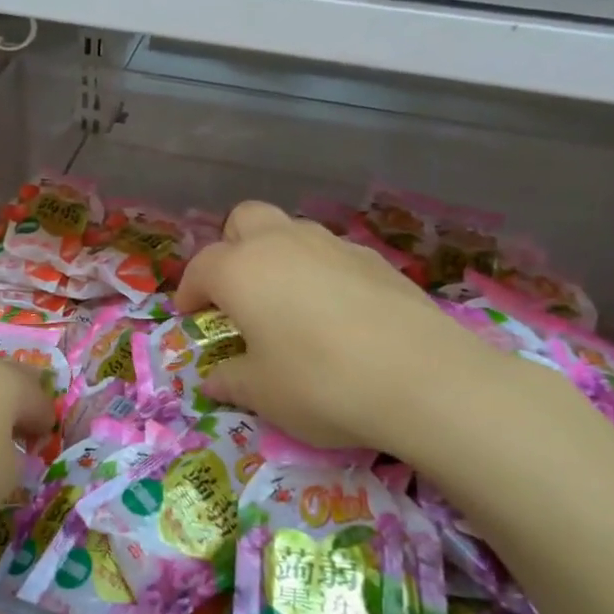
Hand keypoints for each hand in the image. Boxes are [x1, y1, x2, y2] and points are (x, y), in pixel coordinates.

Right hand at [174, 200, 507, 458]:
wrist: (424, 379)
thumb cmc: (321, 383)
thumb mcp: (263, 394)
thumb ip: (232, 380)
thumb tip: (215, 379)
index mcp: (241, 270)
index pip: (201, 268)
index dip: (190, 291)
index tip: (190, 314)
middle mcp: (282, 244)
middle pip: (244, 220)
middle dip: (232, 247)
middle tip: (236, 290)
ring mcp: (332, 245)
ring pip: (291, 230)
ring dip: (277, 254)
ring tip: (287, 300)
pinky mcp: (375, 259)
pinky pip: (331, 253)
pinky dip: (320, 271)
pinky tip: (336, 311)